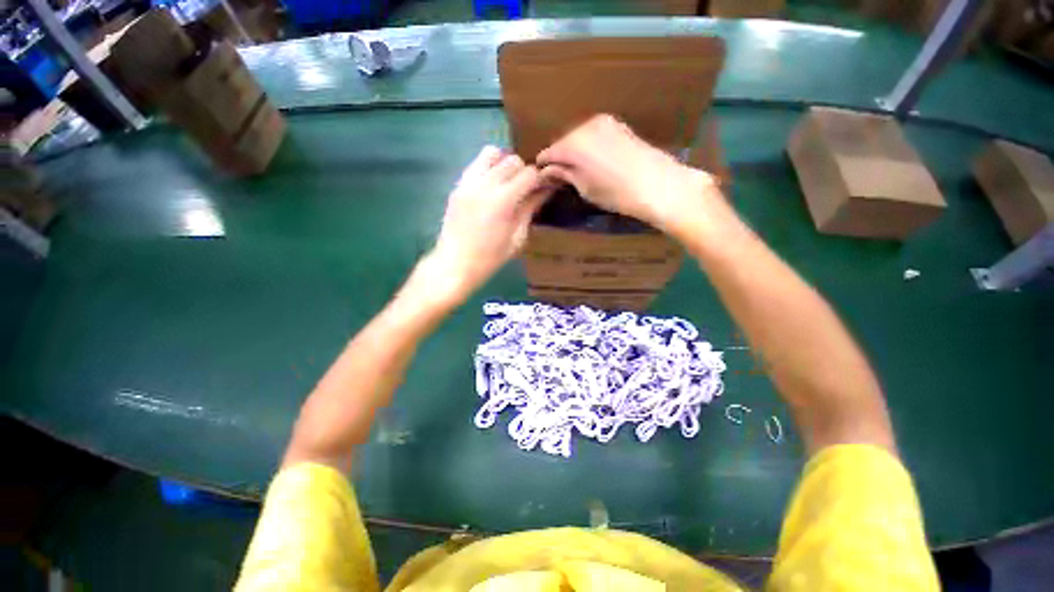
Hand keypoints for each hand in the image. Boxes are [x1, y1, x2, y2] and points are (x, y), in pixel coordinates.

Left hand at [426, 146, 550, 303]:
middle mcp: (485, 184)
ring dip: (504, 163)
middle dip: (523, 171)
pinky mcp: (457, 185)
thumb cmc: (490, 258)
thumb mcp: (517, 237)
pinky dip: (488, 168)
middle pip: (512, 160)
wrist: (455, 263)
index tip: (544, 187)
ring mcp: (468, 182)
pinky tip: (491, 186)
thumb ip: (530, 209)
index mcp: (503, 201)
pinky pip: (476, 164)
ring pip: (491, 153)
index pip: (529, 174)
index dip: (540, 179)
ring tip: (507, 182)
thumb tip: (545, 191)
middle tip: (526, 188)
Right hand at [537, 114, 720, 236]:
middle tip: (560, 177)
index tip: (543, 180)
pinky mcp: (618, 125)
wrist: (658, 184)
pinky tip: (595, 163)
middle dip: (559, 159)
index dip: (543, 168)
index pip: (548, 154)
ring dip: (574, 153)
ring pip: (578, 138)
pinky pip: (594, 135)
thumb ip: (563, 175)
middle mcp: (585, 126)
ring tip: (579, 172)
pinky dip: (589, 147)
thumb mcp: (585, 189)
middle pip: (563, 143)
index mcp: (573, 144)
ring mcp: (604, 123)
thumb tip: (547, 171)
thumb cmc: (616, 193)